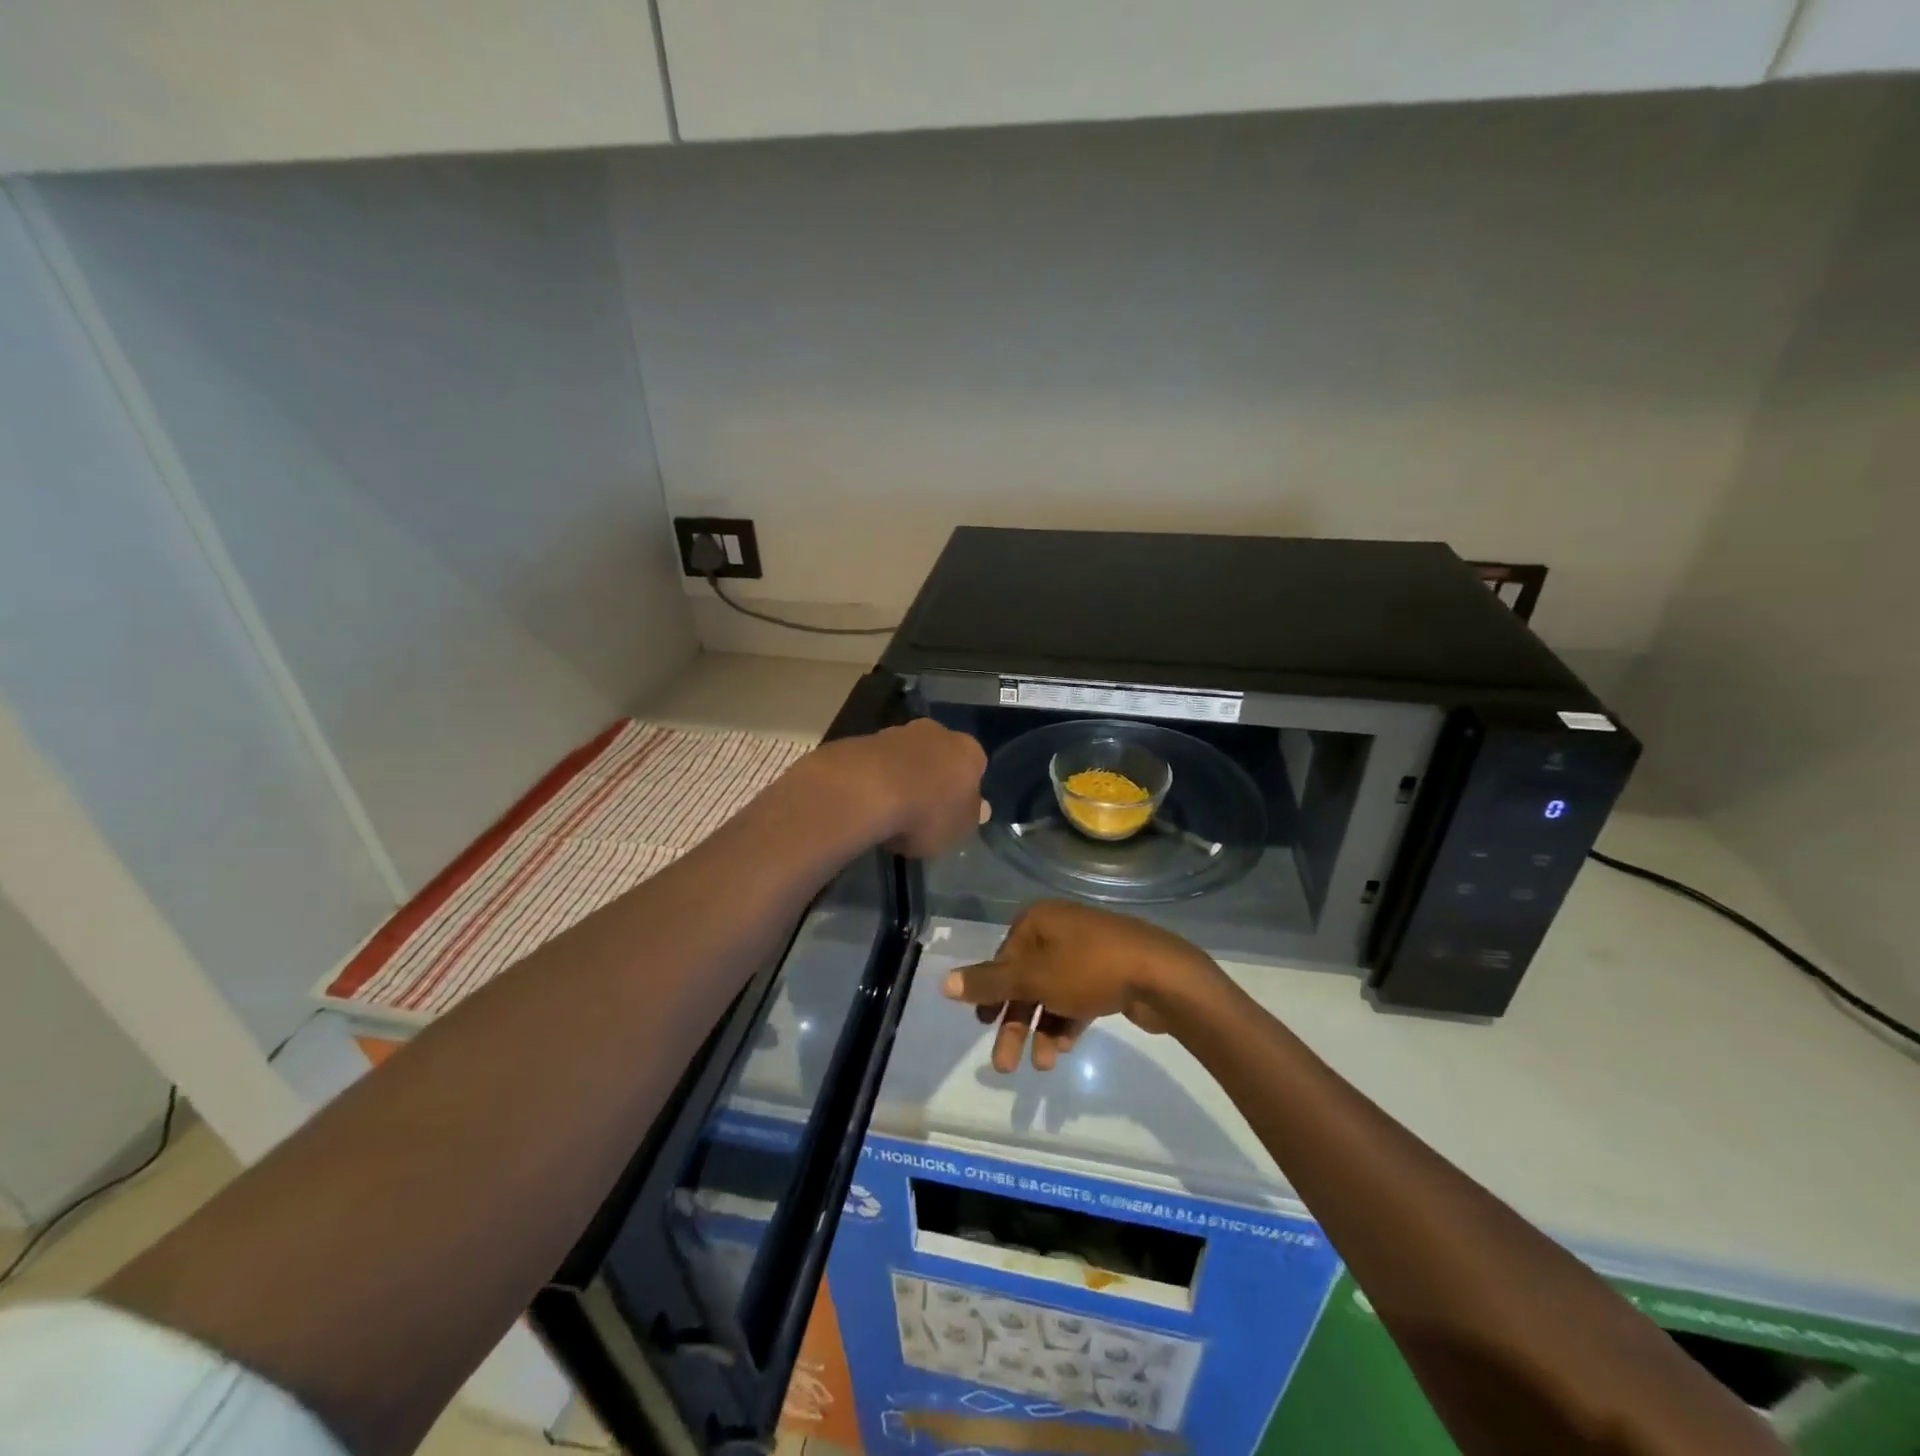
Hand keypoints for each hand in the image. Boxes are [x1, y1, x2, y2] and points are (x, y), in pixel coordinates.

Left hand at [800, 719, 987, 858]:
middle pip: (940, 754)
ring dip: (902, 774)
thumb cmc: (927, 813)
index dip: (964, 789)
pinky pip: (878, 762)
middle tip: (922, 806)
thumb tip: (980, 808)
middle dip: (933, 775)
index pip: (975, 765)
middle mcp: (937, 732)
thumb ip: (970, 817)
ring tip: (890, 808)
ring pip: (907, 754)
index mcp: (968, 751)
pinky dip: (876, 777)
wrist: (867, 790)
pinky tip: (868, 801)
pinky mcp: (864, 739)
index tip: (952, 810)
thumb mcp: (960, 829)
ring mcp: (897, 732)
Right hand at [942, 900, 1222, 1071]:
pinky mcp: (1109, 974)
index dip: (991, 993)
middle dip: (1015, 1022)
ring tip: (1044, 1064)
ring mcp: (1087, 952)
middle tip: (1004, 1065)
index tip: (983, 1025)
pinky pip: (1077, 999)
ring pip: (1051, 994)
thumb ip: (988, 982)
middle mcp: (1059, 931)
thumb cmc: (1089, 969)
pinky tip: (1067, 1048)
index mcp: (1038, 921)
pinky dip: (1068, 1022)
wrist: (1161, 975)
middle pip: (1026, 980)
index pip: (1003, 958)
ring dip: (1042, 1030)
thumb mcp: (1033, 977)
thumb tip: (943, 982)